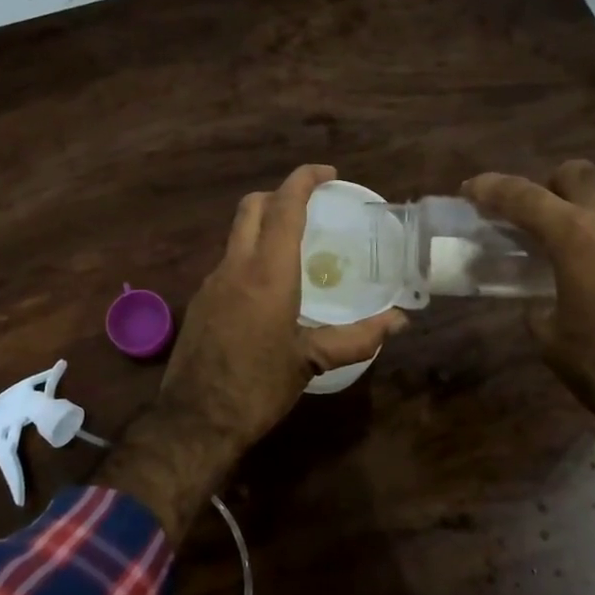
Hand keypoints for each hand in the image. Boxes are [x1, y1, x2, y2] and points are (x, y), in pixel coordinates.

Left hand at [156, 163, 405, 455]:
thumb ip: (358, 337)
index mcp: (267, 272)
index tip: (327, 173)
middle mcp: (236, 266)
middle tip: (310, 206)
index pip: (284, 206)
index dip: (304, 180)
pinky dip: (250, 256)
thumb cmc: (258, 388)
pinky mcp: (201, 301)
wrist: (195, 421)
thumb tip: (399, 321)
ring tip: (295, 248)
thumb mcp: (311, 361)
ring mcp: (212, 282)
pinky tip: (268, 288)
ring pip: (237, 234)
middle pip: (251, 207)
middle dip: (280, 194)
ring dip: (263, 226)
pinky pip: (228, 262)